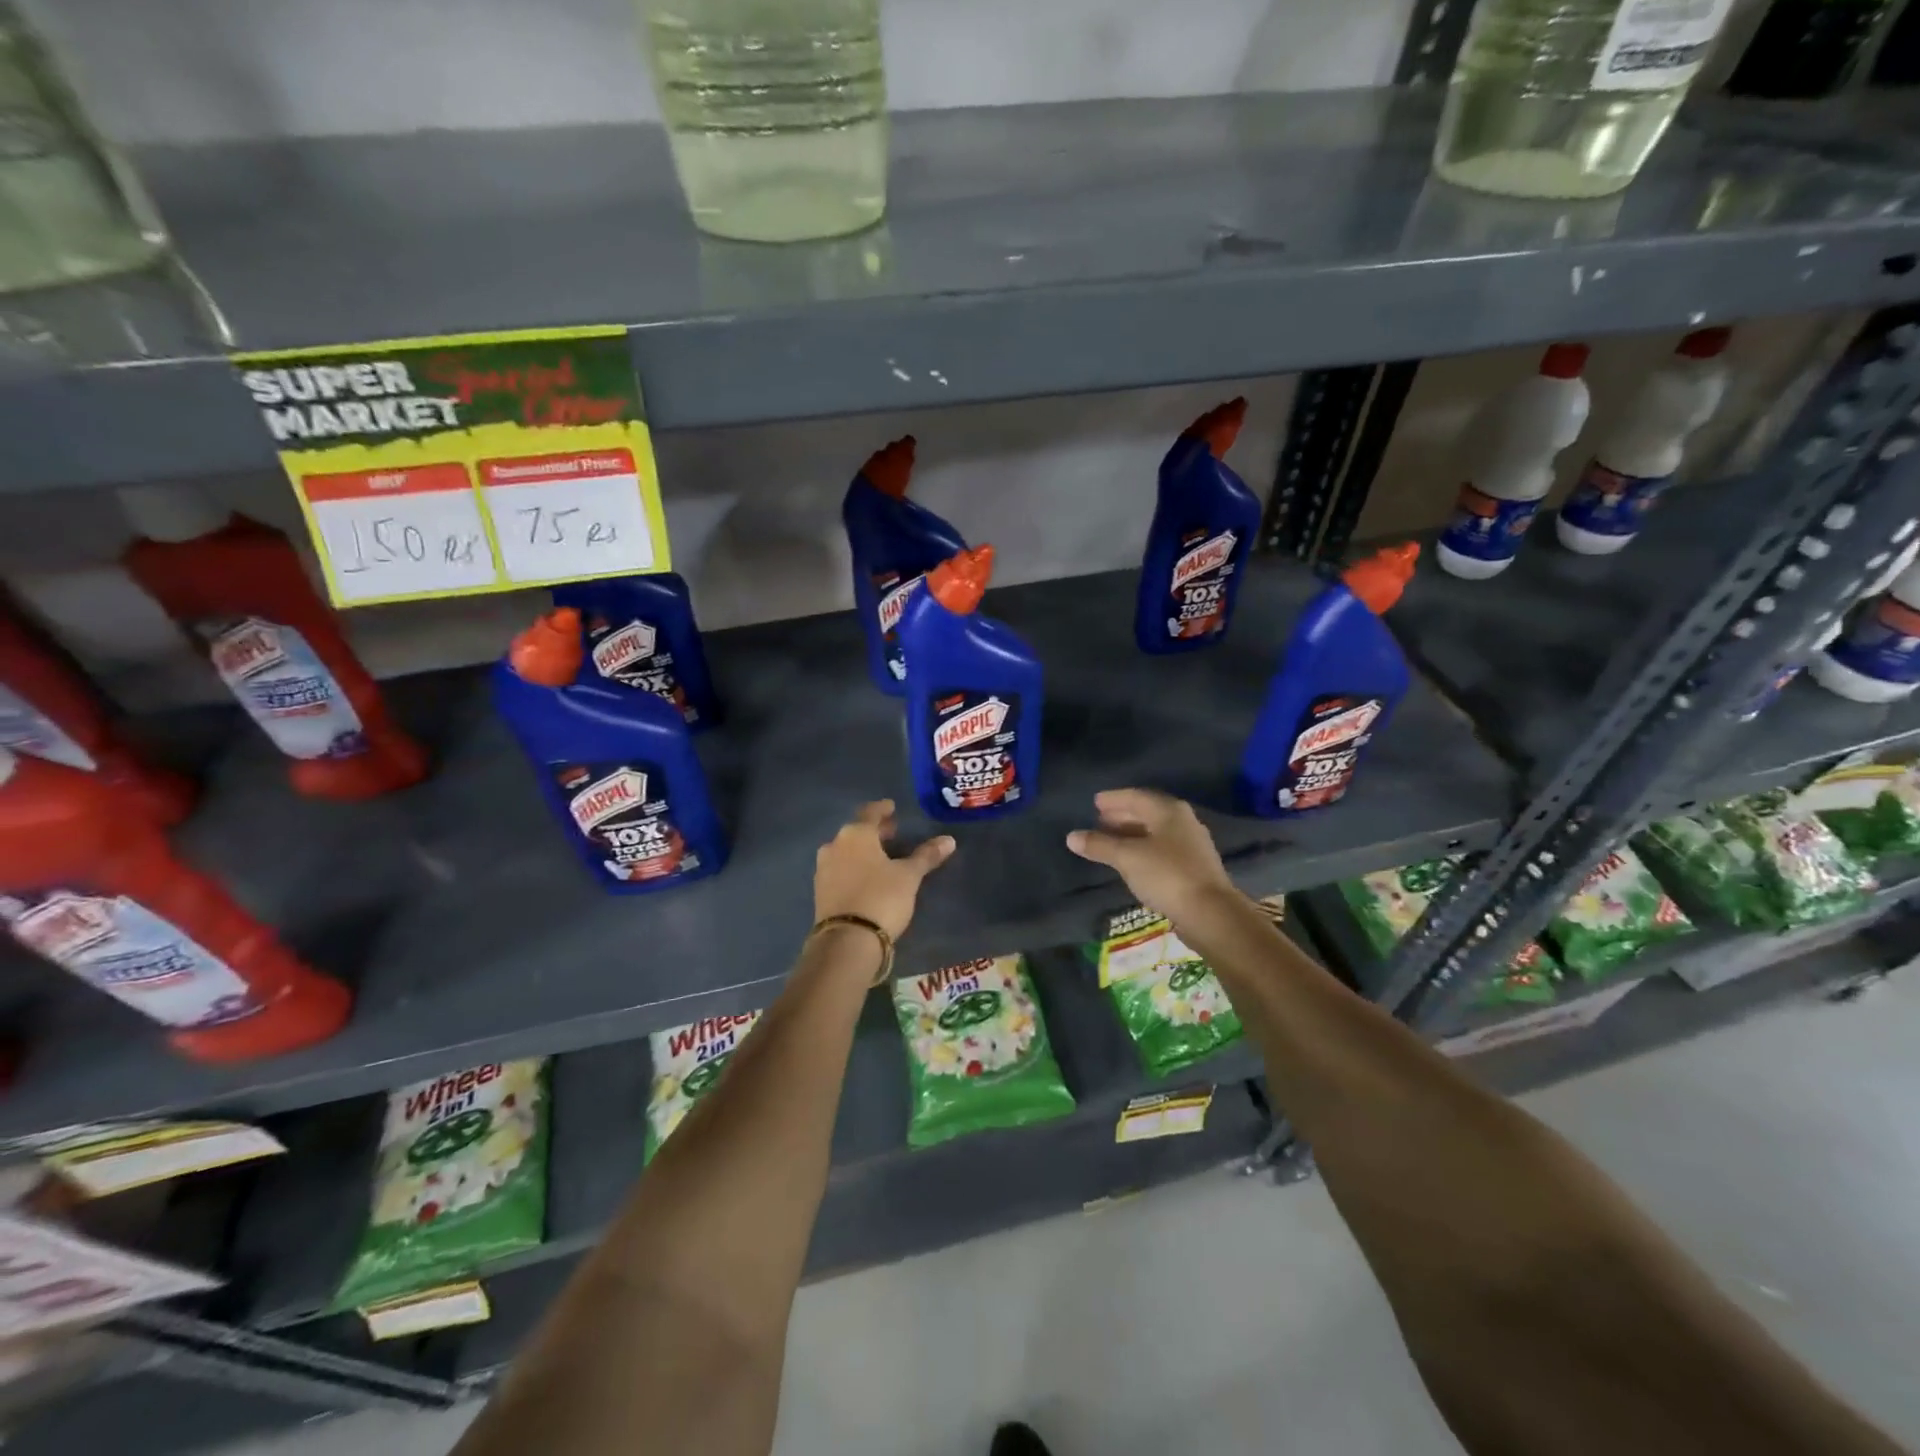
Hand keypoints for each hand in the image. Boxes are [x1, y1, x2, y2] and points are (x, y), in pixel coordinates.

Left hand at [815, 800, 955, 939]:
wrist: (847, 941)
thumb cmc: (881, 898)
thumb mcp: (909, 876)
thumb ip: (926, 855)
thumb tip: (949, 840)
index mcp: (855, 834)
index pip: (870, 813)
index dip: (883, 809)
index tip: (891, 807)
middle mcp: (834, 846)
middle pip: (857, 831)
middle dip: (875, 831)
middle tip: (892, 832)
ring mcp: (824, 869)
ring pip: (846, 851)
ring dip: (863, 850)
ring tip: (881, 856)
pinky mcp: (821, 891)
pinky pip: (840, 870)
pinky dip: (854, 867)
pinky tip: (866, 877)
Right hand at [1066, 788, 1235, 923]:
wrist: (1210, 913)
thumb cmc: (1166, 875)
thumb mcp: (1127, 858)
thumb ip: (1099, 845)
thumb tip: (1071, 836)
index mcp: (1168, 811)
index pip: (1136, 796)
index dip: (1114, 799)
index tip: (1095, 802)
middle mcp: (1183, 821)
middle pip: (1147, 812)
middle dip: (1122, 815)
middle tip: (1100, 820)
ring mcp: (1191, 844)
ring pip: (1155, 831)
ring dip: (1132, 833)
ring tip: (1111, 839)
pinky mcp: (1194, 866)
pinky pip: (1162, 848)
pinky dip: (1143, 848)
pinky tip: (1132, 860)